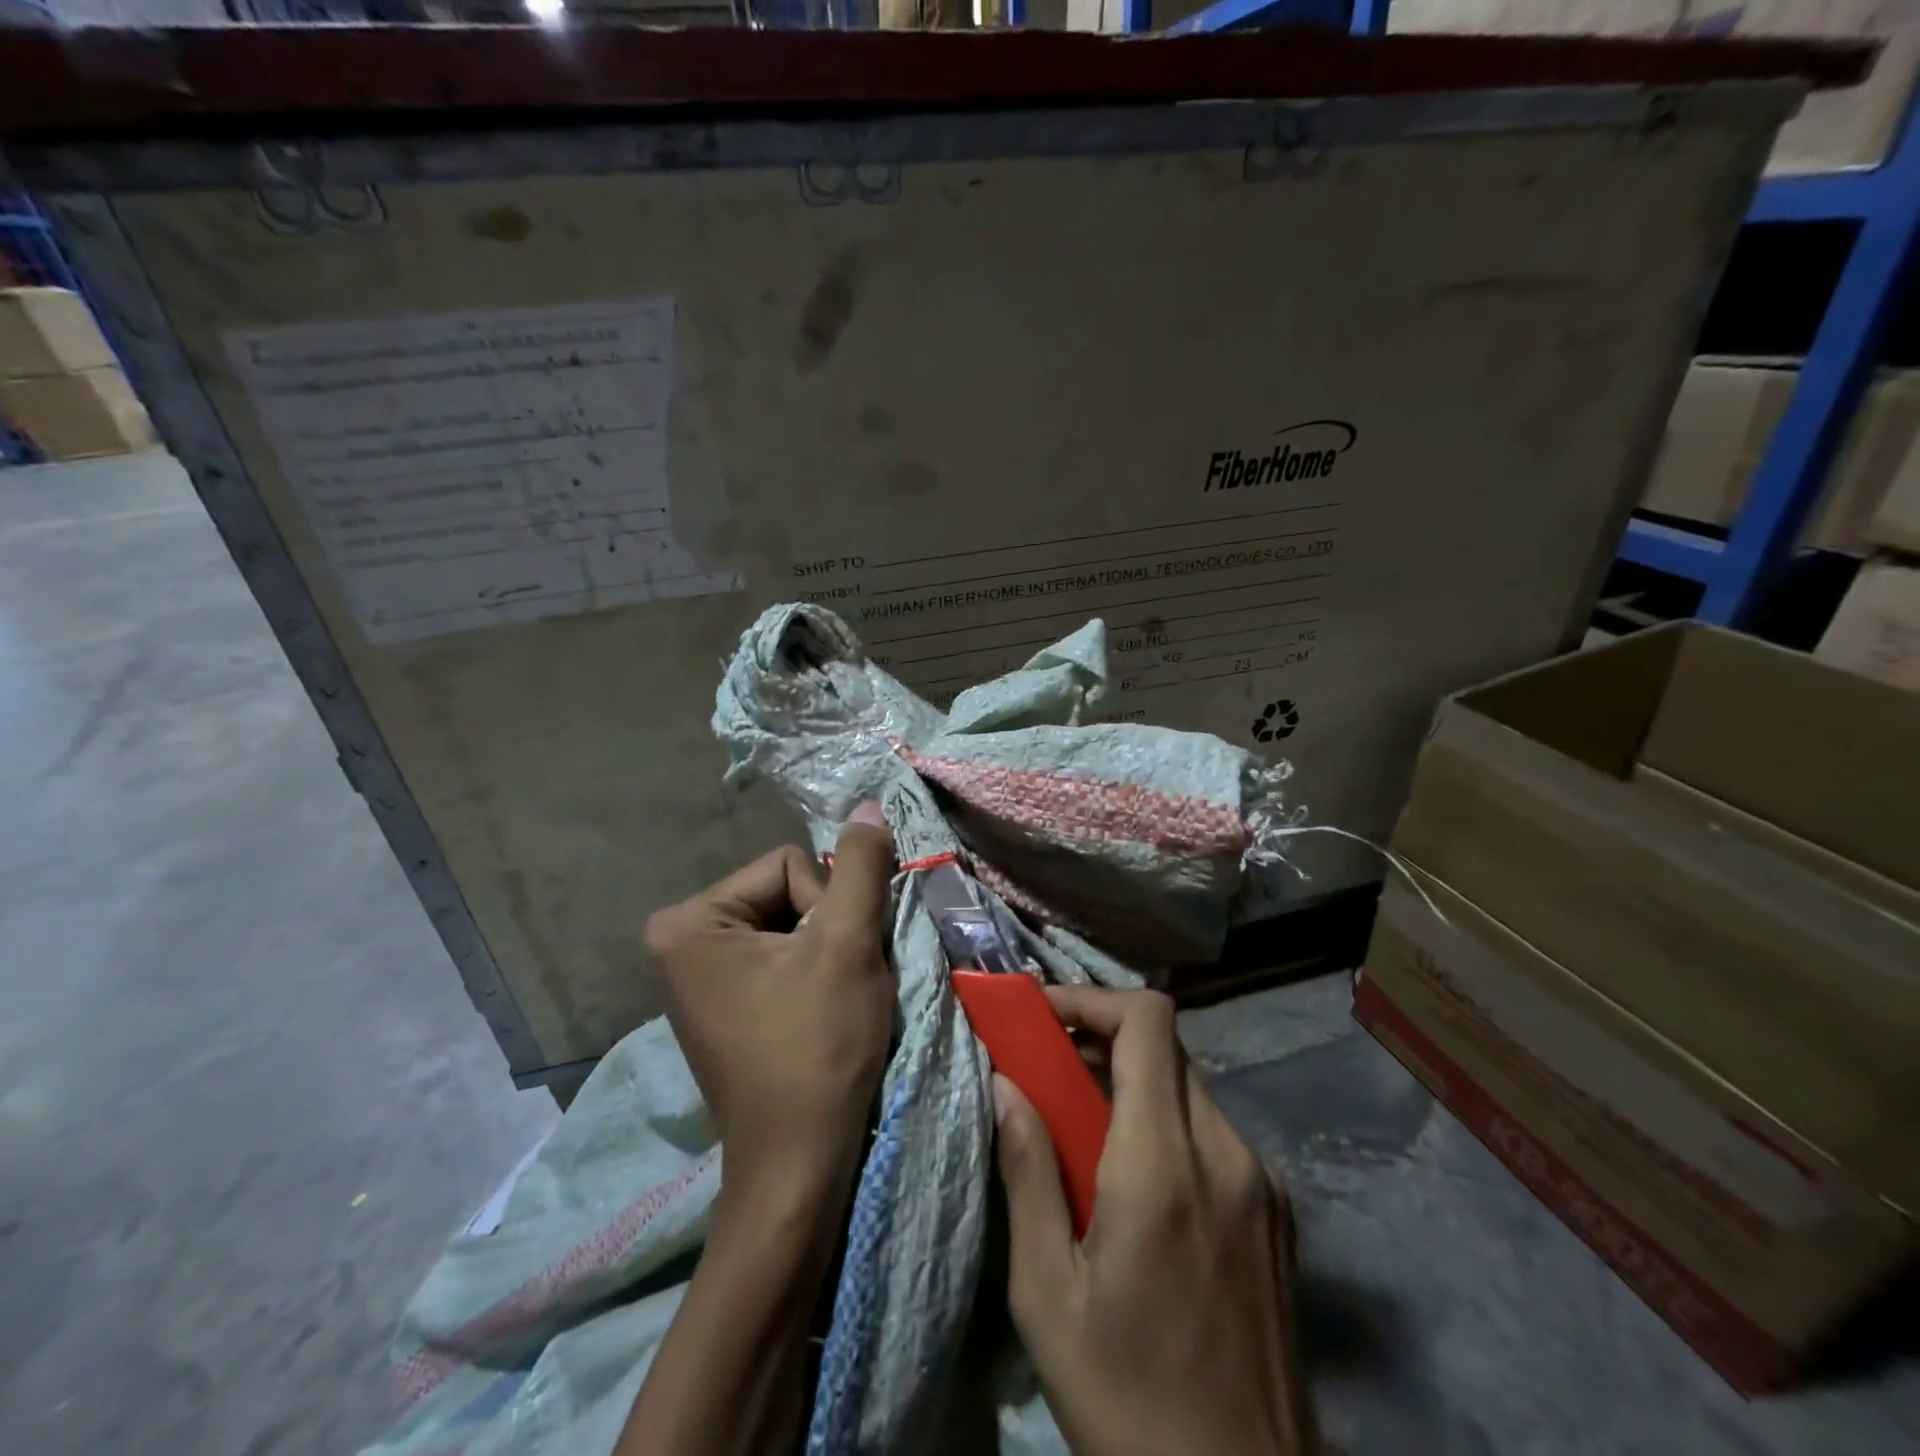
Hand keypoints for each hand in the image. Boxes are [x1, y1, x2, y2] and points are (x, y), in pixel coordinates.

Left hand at [623, 809, 897, 1455]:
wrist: (799, 1169)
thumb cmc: (817, 1050)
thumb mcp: (847, 944)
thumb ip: (861, 865)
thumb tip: (866, 805)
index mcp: (687, 921)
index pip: (789, 865)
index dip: (829, 907)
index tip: (835, 966)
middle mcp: (678, 941)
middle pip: (787, 892)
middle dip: (827, 930)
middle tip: (840, 985)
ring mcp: (697, 977)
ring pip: (791, 925)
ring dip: (827, 953)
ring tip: (835, 1002)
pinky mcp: (722, 1004)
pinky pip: (779, 958)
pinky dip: (813, 975)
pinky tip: (822, 1014)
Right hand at [994, 987, 1315, 1455]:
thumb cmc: (1127, 1400)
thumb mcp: (1047, 1294)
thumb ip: (1027, 1172)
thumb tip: (1004, 1083)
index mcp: (1164, 1165)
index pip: (1147, 1021)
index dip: (1092, 998)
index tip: (1042, 1018)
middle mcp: (1226, 1153)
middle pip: (1167, 1045)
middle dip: (1102, 1036)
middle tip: (1050, 1067)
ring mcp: (1263, 1182)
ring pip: (1190, 1085)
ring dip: (1134, 1080)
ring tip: (1083, 1125)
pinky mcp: (1279, 1212)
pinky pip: (1214, 1130)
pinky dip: (1167, 1121)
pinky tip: (1137, 1180)